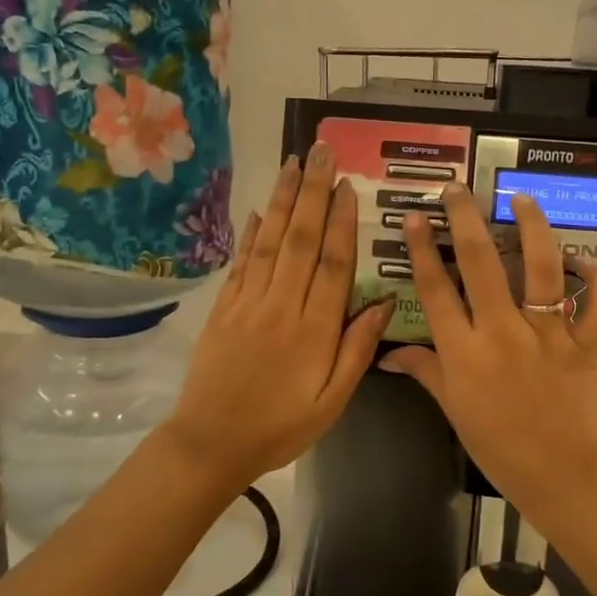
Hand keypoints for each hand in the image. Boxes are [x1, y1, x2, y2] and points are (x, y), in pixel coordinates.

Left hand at [164, 144, 393, 487]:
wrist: (211, 443)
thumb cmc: (281, 428)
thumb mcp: (332, 402)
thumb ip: (357, 351)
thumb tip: (384, 303)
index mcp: (314, 330)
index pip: (333, 264)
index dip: (343, 223)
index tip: (349, 187)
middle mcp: (281, 305)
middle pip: (301, 240)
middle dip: (313, 192)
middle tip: (322, 152)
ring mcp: (248, 303)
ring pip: (270, 242)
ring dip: (284, 201)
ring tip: (294, 164)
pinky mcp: (223, 309)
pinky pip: (241, 263)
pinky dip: (252, 234)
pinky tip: (260, 211)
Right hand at [378, 183, 596, 521]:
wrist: (561, 475)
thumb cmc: (499, 447)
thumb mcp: (453, 409)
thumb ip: (425, 372)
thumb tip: (389, 355)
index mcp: (464, 352)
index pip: (436, 289)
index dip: (423, 249)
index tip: (416, 217)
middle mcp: (502, 333)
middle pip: (481, 264)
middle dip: (466, 219)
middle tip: (457, 190)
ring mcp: (547, 335)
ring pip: (540, 269)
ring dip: (531, 228)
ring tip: (521, 199)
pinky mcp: (585, 343)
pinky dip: (596, 278)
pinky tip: (582, 261)